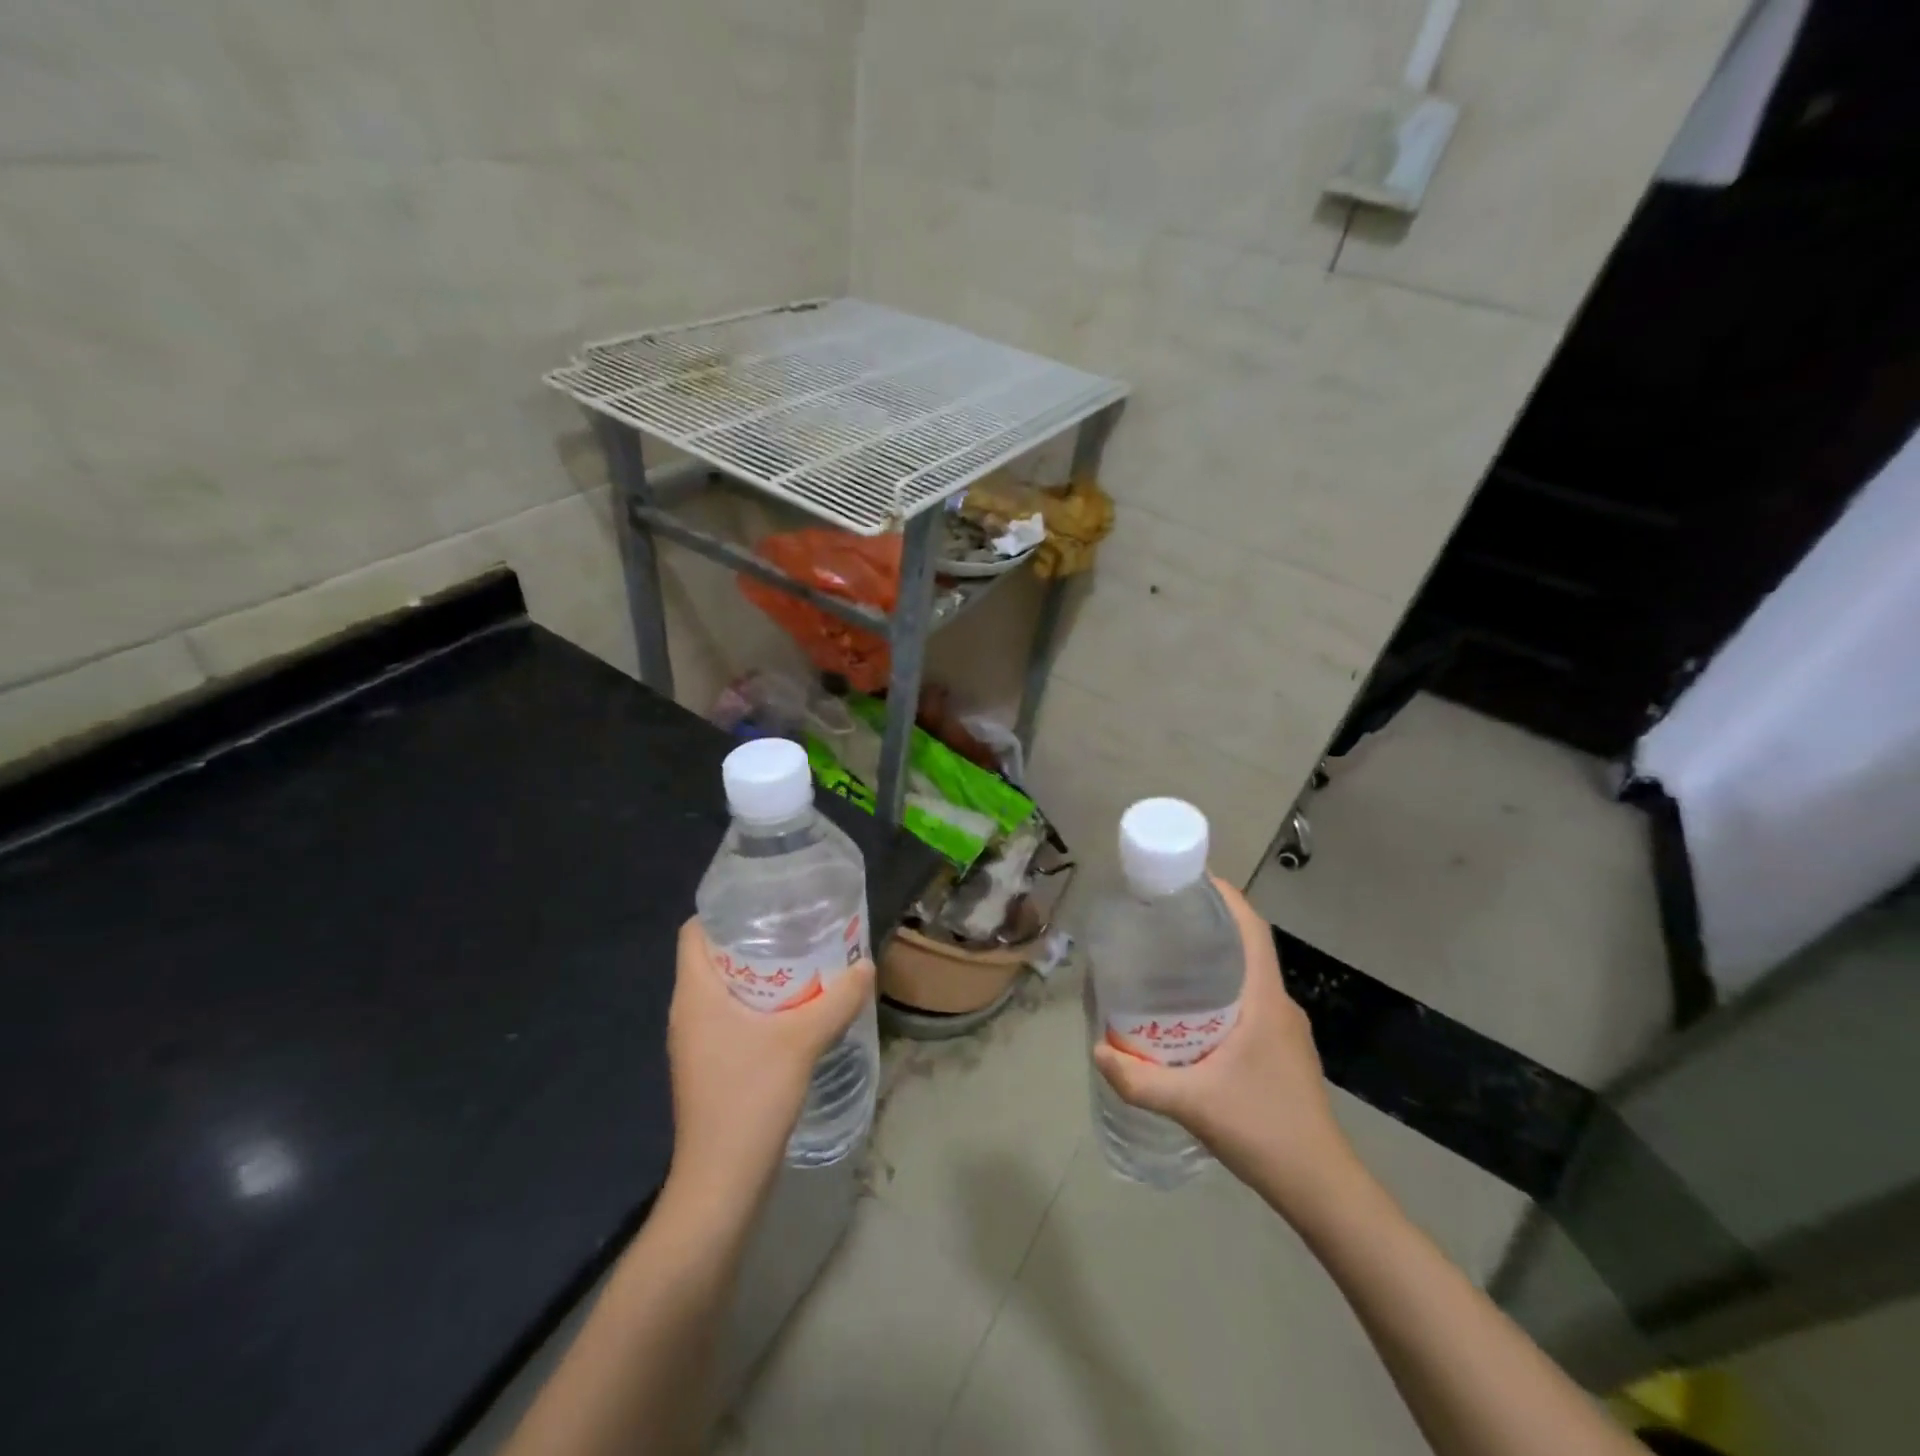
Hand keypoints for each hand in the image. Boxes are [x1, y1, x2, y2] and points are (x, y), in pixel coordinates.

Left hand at [665, 918, 875, 1204]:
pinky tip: (795, 1009)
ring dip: (759, 974)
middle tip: (797, 927)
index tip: (765, 902)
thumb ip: (837, 999)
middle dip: (752, 939)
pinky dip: (758, 1004)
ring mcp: (696, 1042)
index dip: (723, 911)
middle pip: (712, 957)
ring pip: (724, 989)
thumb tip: (866, 965)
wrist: (722, 1183)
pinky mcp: (709, 1065)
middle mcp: (688, 1012)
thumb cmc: (750, 1098)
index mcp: (694, 994)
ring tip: (804, 960)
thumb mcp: (802, 1041)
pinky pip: (730, 1016)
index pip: (693, 932)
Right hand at [1092, 877, 1355, 1214]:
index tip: (1190, 881)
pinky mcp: (1282, 1052)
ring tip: (1166, 965)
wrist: (1321, 1187)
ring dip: (1212, 964)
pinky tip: (1188, 1018)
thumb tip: (1097, 1049)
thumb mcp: (1193, 1104)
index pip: (1252, 930)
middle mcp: (1279, 1006)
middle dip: (1207, 928)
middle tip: (1160, 924)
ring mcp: (1285, 1031)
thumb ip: (1140, 1080)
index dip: (1227, 897)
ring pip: (1246, 979)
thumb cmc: (1264, 1130)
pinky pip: (1248, 1005)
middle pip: (1246, 949)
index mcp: (1265, 1001)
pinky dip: (1219, 995)